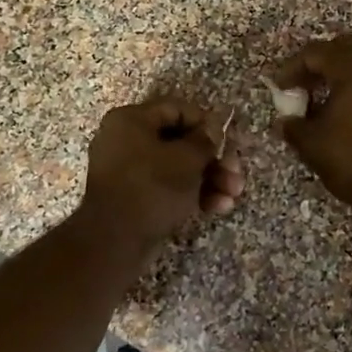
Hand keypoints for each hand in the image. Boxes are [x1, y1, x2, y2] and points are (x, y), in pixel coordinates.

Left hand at [77, 98, 244, 250]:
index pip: (176, 109)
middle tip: (236, 175)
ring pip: (177, 167)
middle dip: (213, 159)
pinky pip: (167, 187)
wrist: (115, 242)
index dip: (206, 123)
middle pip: (179, 141)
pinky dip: (192, 194)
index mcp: (130, 120)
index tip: (228, 140)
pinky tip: (217, 208)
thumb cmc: (152, 188)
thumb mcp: (186, 160)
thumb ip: (205, 140)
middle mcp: (125, 140)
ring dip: (209, 179)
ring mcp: (128, 171)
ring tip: (233, 196)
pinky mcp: (134, 198)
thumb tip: (213, 128)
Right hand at [270, 35, 351, 204]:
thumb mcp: (312, 143)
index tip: (280, 89)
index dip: (292, 69)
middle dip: (321, 64)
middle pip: (345, 48)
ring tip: (326, 101)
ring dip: (344, 76)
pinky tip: (351, 113)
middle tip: (304, 87)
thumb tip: (285, 122)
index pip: (315, 53)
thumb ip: (294, 126)